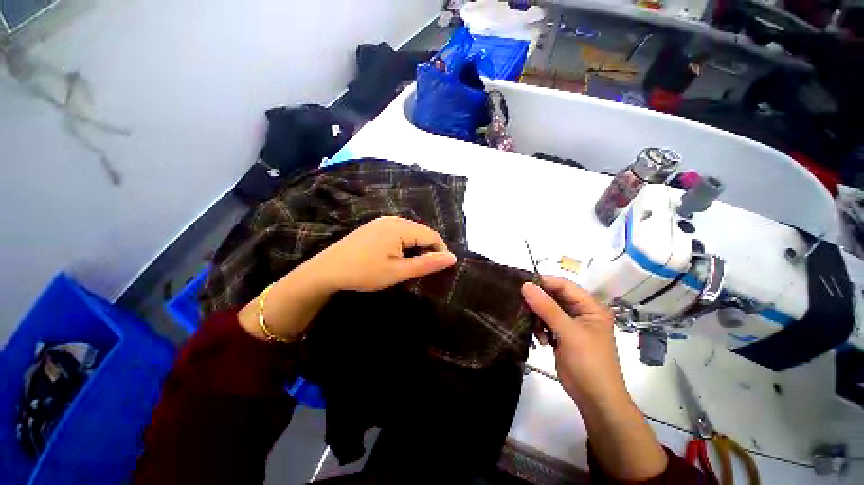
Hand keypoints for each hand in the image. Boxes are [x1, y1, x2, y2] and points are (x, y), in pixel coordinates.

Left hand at [309, 216, 456, 292]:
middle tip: (425, 269)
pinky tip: (398, 256)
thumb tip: (452, 257)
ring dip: (416, 247)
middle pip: (421, 231)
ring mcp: (382, 221)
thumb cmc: (364, 272)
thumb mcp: (398, 271)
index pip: (431, 235)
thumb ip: (426, 264)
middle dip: (428, 249)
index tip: (440, 268)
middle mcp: (393, 219)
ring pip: (410, 231)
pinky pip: (399, 232)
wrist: (327, 270)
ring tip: (412, 265)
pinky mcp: (375, 227)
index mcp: (400, 227)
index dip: (440, 251)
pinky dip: (405, 244)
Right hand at [522, 277, 668, 480]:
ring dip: (538, 317)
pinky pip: (546, 323)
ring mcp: (571, 325)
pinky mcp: (562, 336)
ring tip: (535, 329)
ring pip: (547, 310)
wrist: (595, 399)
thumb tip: (526, 285)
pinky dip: (540, 328)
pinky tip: (542, 339)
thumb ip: (547, 308)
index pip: (564, 285)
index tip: (522, 285)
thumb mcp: (568, 333)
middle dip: (538, 302)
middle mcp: (581, 312)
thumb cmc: (588, 363)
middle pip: (554, 297)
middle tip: (522, 306)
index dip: (544, 283)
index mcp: (590, 307)